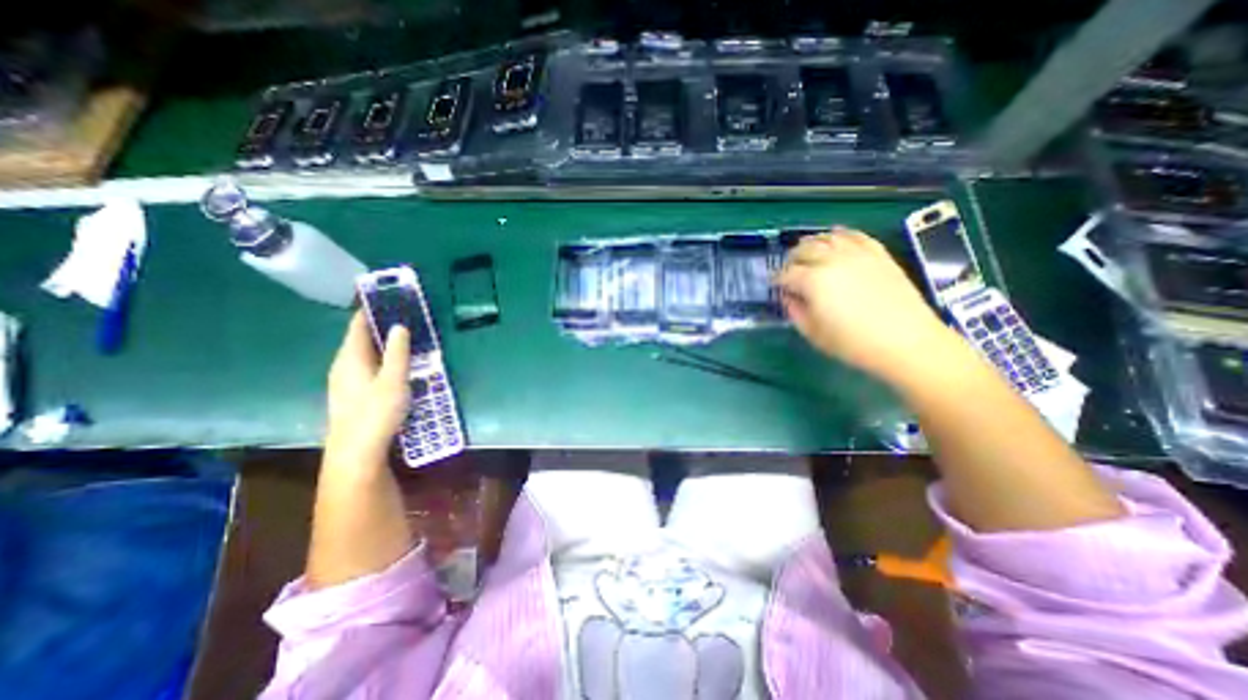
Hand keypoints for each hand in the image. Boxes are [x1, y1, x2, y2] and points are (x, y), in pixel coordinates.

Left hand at [325, 312, 409, 460]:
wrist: (356, 453)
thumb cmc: (376, 413)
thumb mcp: (394, 380)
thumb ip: (398, 352)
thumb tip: (399, 326)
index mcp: (350, 357)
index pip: (358, 325)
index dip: (372, 310)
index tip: (390, 298)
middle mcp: (343, 365)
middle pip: (361, 338)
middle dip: (381, 326)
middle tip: (407, 317)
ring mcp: (346, 381)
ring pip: (365, 354)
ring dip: (383, 344)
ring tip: (407, 338)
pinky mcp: (352, 394)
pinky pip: (368, 366)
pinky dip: (382, 359)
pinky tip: (397, 365)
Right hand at [770, 226, 963, 381]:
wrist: (907, 341)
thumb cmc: (853, 343)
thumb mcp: (813, 333)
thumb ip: (795, 311)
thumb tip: (789, 297)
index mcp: (813, 280)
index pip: (786, 273)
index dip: (777, 280)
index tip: (774, 286)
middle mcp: (833, 260)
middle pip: (804, 249)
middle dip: (791, 259)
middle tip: (788, 270)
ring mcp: (858, 254)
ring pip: (827, 238)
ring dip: (813, 243)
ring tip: (808, 252)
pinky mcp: (878, 254)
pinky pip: (856, 236)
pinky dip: (841, 235)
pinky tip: (836, 237)